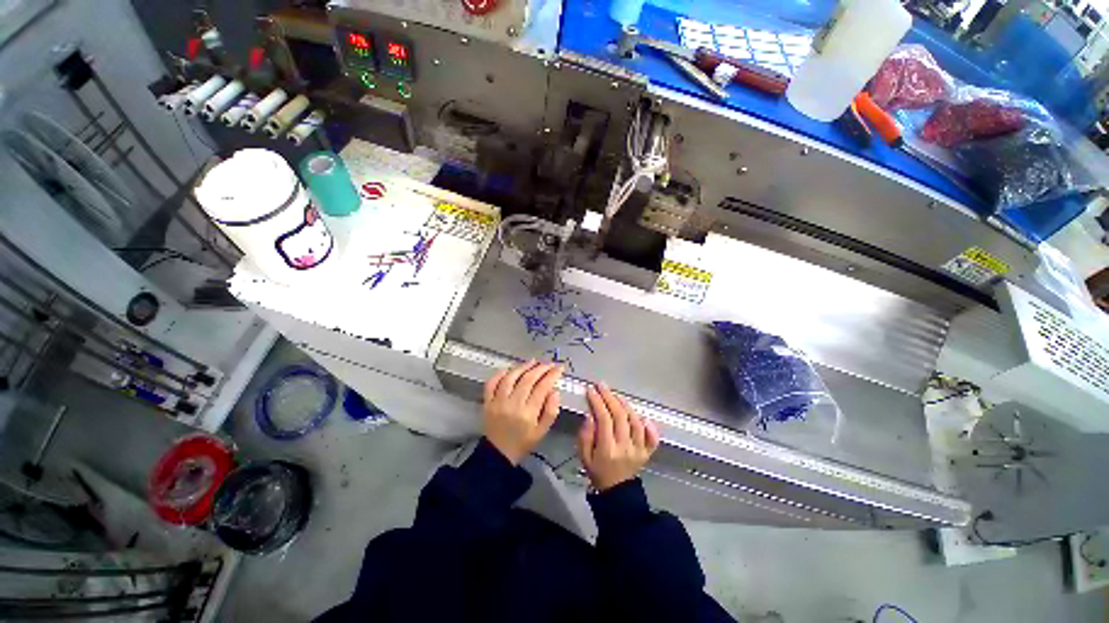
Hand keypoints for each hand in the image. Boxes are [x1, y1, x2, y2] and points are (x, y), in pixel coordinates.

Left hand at [483, 361, 563, 464]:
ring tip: (533, 362)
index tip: (559, 368)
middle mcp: (512, 405)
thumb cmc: (523, 442)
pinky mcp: (487, 402)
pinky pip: (491, 383)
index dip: (552, 375)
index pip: (542, 387)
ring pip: (510, 377)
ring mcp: (497, 402)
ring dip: (523, 367)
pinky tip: (509, 370)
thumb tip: (555, 391)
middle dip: (541, 368)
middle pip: (527, 379)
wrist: (498, 454)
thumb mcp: (542, 431)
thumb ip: (551, 411)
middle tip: (549, 364)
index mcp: (528, 413)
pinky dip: (500, 374)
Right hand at [578, 383, 659, 490]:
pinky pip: (652, 437)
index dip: (597, 402)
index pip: (604, 419)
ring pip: (635, 421)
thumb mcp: (584, 456)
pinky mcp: (648, 452)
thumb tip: (589, 415)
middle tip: (602, 386)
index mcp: (607, 450)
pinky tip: (643, 416)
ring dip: (626, 405)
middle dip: (609, 397)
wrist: (617, 491)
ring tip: (616, 396)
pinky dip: (649, 425)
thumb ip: (585, 436)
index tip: (591, 390)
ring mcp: (639, 450)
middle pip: (620, 416)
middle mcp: (625, 448)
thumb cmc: (597, 470)